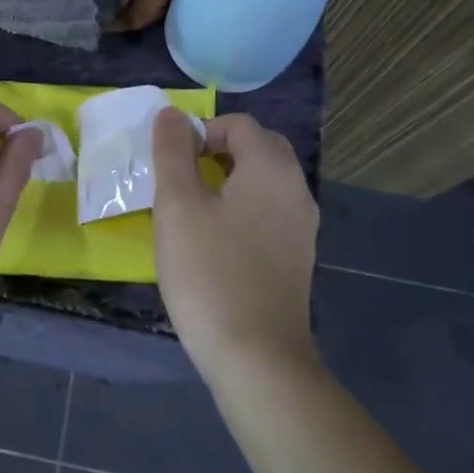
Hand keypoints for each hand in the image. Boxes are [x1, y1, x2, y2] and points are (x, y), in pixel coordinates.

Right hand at [151, 110, 319, 374]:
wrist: (257, 357)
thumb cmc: (210, 272)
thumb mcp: (177, 206)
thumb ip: (173, 152)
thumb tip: (172, 114)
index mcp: (271, 169)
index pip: (239, 125)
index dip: (201, 131)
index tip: (171, 162)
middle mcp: (296, 190)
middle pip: (259, 149)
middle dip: (219, 151)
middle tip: (182, 178)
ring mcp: (302, 227)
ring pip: (265, 182)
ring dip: (230, 180)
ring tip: (193, 209)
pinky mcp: (297, 258)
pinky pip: (269, 213)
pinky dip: (243, 209)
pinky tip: (215, 241)